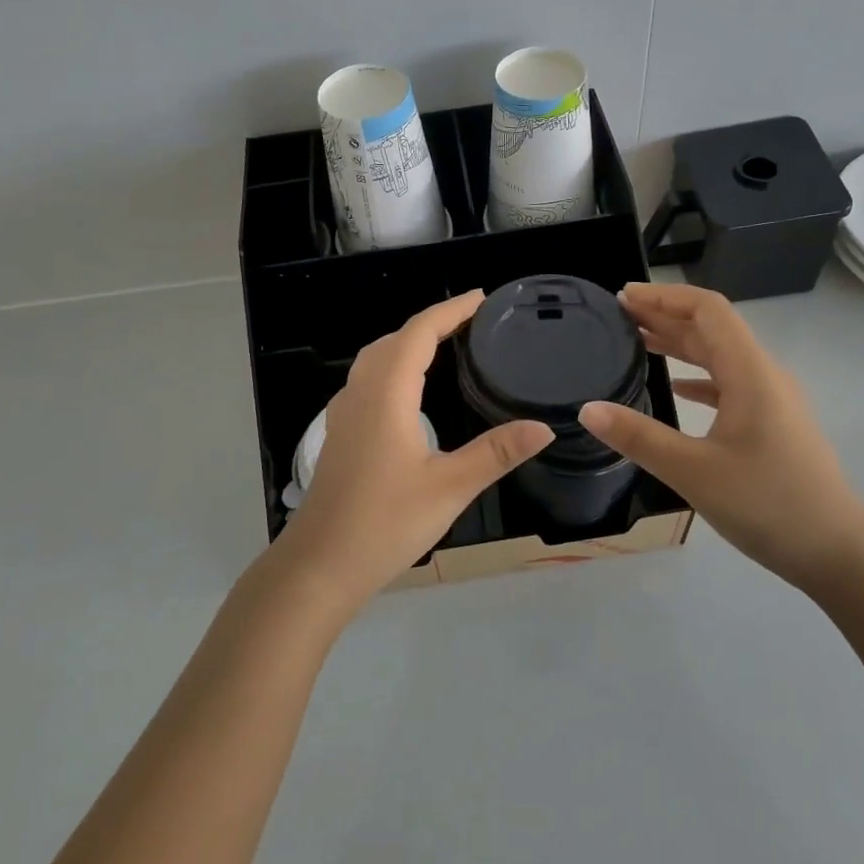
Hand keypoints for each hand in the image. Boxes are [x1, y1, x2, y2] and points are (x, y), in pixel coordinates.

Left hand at [275, 291, 552, 614]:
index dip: (450, 310)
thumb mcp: (450, 487)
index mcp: (387, 394)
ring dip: (408, 342)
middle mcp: (361, 392)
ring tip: (445, 345)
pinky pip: (368, 379)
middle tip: (472, 321)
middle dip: (432, 322)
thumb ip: (496, 452)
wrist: (320, 564)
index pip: (419, 333)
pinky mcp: (340, 433)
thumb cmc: (385, 522)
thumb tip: (544, 427)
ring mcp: (345, 413)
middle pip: (395, 339)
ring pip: (376, 358)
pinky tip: (409, 391)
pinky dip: (393, 365)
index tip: (481, 299)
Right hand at [578, 283, 863, 588]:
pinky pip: (729, 384)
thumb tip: (587, 409)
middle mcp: (763, 375)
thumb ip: (638, 437)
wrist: (838, 551)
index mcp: (750, 372)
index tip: (623, 297)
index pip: (707, 310)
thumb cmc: (768, 503)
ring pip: (721, 356)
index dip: (664, 296)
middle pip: (712, 328)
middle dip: (665, 315)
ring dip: (680, 343)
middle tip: (618, 316)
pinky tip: (675, 388)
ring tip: (638, 341)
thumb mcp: (693, 471)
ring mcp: (771, 400)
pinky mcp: (772, 423)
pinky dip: (698, 376)